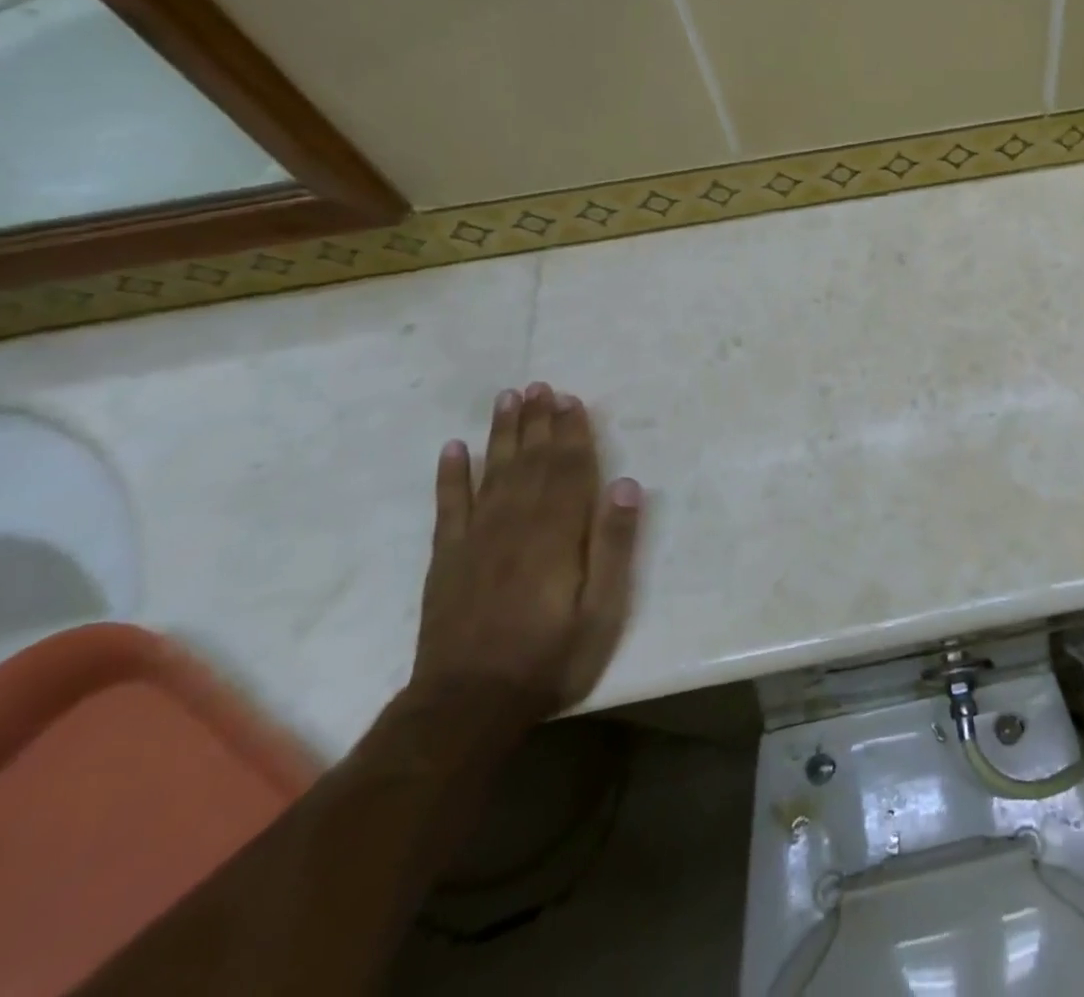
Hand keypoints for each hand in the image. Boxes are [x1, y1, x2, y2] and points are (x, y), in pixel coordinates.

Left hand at [411, 382, 642, 722]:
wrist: (467, 706)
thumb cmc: (549, 657)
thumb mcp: (601, 610)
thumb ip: (613, 545)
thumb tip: (625, 485)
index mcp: (556, 533)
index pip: (567, 469)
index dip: (572, 433)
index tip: (572, 400)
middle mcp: (515, 524)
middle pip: (530, 461)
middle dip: (538, 421)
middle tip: (540, 386)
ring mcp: (476, 539)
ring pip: (493, 472)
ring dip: (502, 434)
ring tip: (508, 399)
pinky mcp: (447, 559)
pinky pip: (449, 507)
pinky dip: (452, 475)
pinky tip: (454, 449)